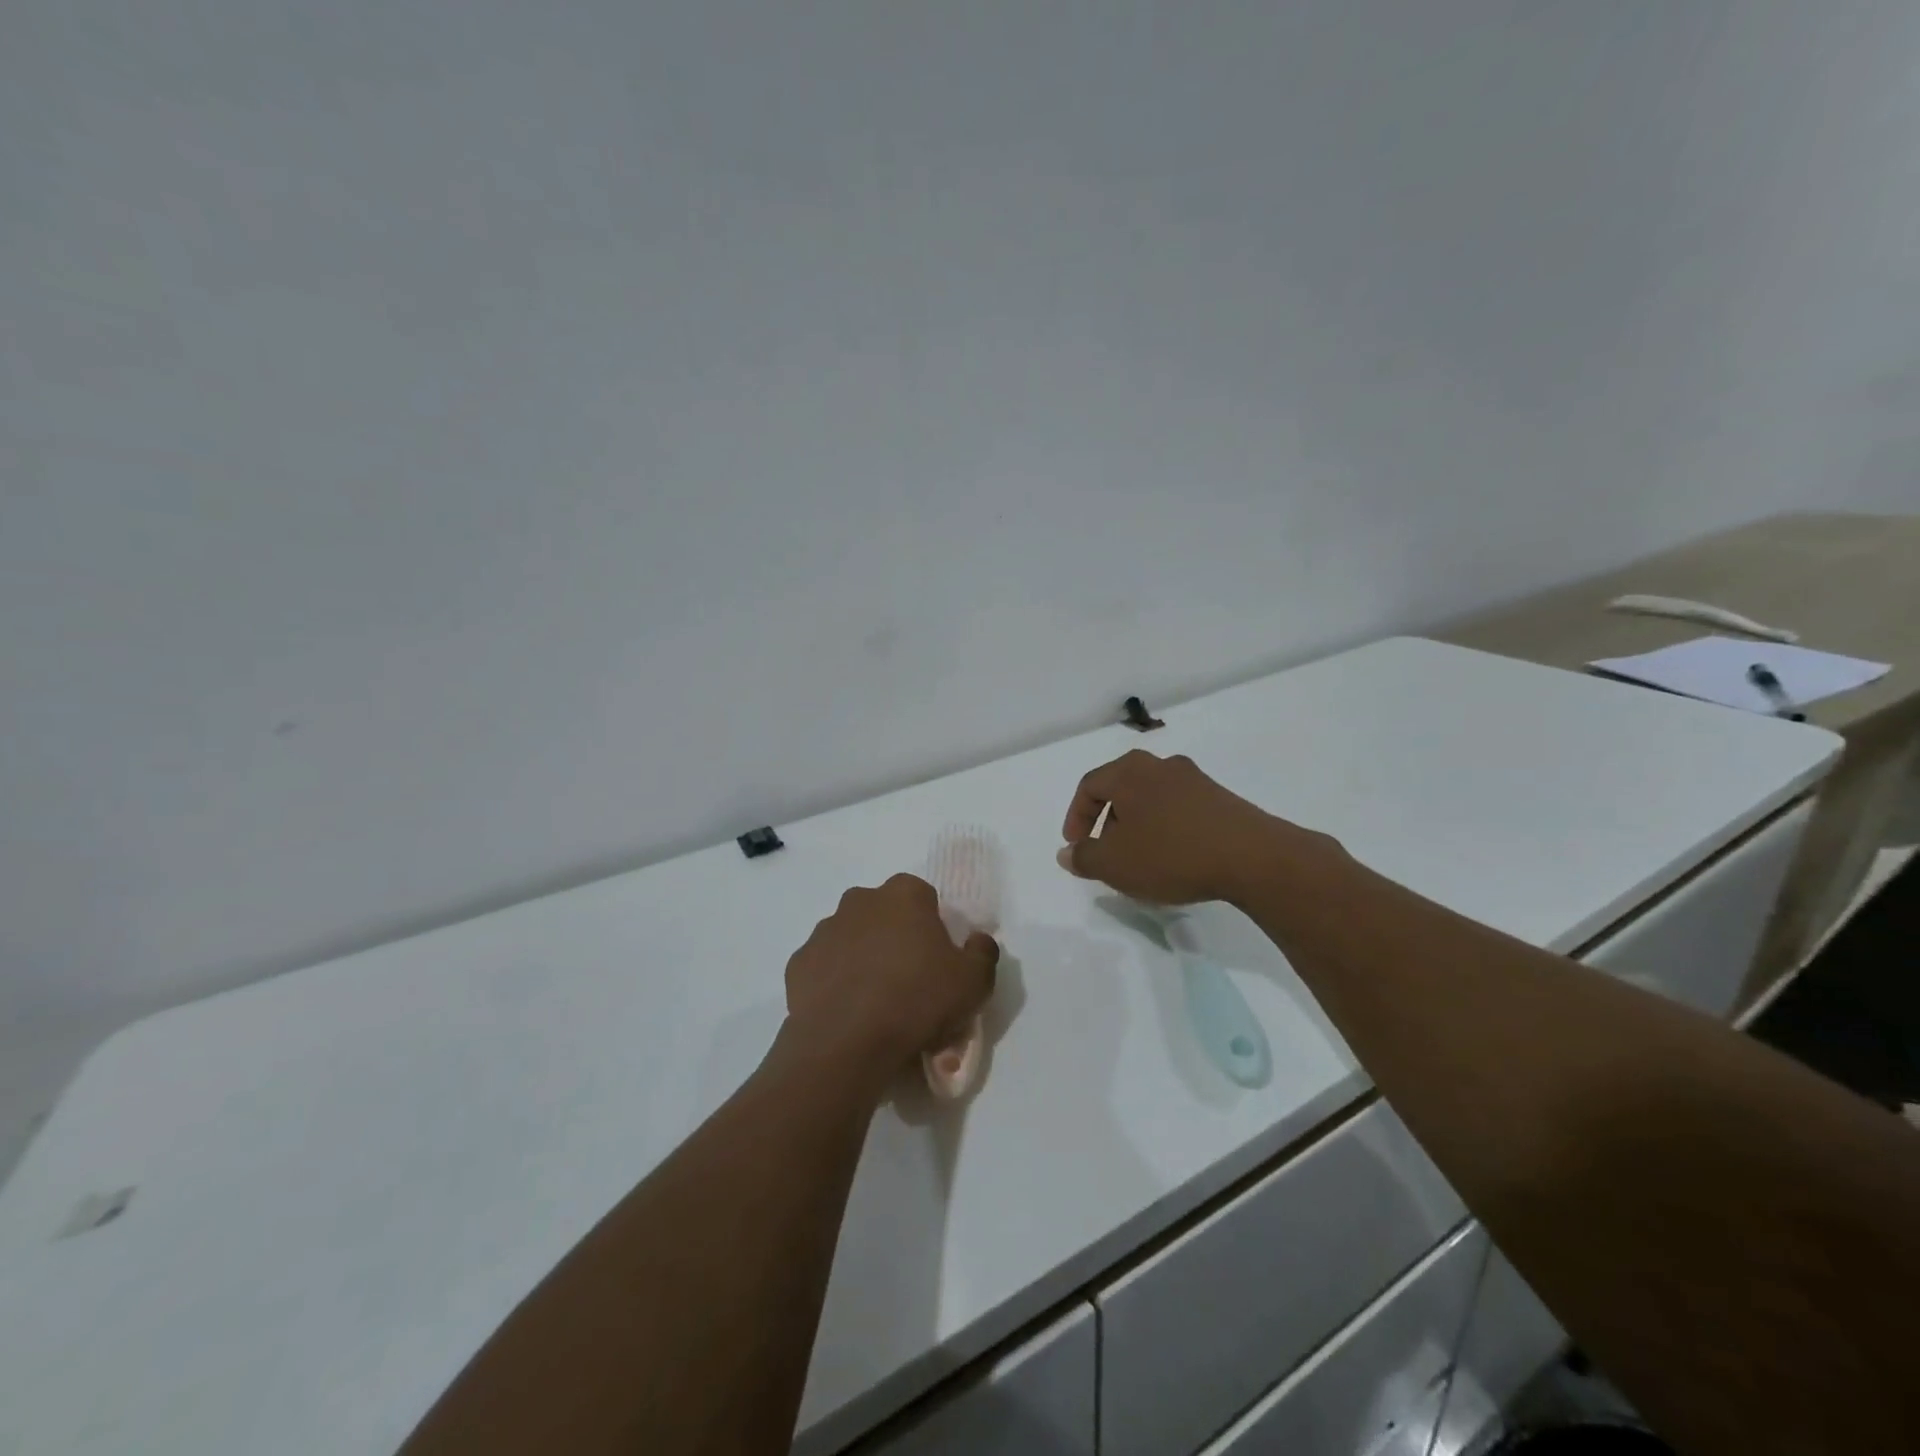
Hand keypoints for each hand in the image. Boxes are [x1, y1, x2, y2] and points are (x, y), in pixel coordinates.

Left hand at [783, 874, 998, 1083]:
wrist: (846, 1042)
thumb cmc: (917, 1001)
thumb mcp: (974, 982)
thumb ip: (983, 953)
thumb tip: (978, 941)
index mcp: (903, 895)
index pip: (922, 896)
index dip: (932, 925)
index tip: (937, 959)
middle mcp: (860, 901)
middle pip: (884, 912)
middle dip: (895, 936)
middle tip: (909, 979)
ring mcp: (824, 930)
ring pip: (851, 936)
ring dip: (863, 956)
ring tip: (876, 1001)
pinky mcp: (799, 962)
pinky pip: (825, 966)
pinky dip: (835, 981)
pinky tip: (848, 1011)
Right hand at [1058, 749, 1313, 905]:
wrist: (1251, 857)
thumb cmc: (1171, 854)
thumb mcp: (1115, 864)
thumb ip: (1084, 858)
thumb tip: (1067, 853)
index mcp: (1129, 771)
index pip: (1089, 786)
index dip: (1076, 817)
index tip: (1076, 847)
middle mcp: (1159, 765)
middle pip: (1120, 788)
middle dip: (1107, 821)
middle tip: (1106, 852)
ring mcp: (1194, 779)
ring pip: (1150, 798)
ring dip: (1137, 825)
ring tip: (1140, 859)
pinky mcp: (1220, 797)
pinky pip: (1178, 808)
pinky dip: (1165, 828)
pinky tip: (1173, 857)